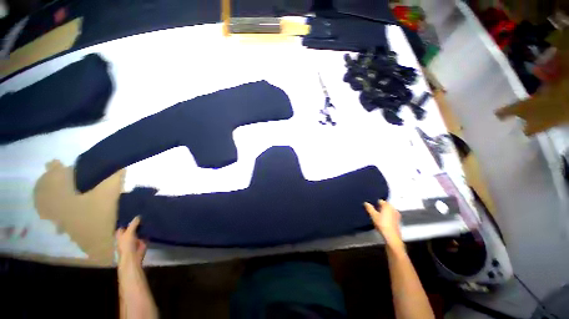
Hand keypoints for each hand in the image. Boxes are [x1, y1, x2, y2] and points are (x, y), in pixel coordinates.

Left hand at [116, 216, 146, 264]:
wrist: (133, 256)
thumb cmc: (126, 245)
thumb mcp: (129, 233)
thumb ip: (133, 224)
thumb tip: (138, 216)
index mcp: (120, 235)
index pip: (123, 226)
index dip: (127, 221)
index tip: (133, 215)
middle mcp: (127, 236)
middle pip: (131, 228)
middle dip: (136, 223)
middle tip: (143, 215)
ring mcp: (134, 239)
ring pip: (138, 231)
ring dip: (142, 227)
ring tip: (148, 218)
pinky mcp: (141, 242)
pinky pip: (145, 235)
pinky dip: (147, 231)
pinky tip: (151, 225)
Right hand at [364, 200, 403, 248]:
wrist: (392, 237)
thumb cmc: (382, 224)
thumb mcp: (373, 215)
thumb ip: (369, 208)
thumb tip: (366, 203)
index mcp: (387, 205)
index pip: (380, 201)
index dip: (375, 203)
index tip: (371, 206)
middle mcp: (393, 208)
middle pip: (385, 205)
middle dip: (379, 207)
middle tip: (373, 211)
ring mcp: (396, 214)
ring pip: (388, 211)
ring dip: (383, 212)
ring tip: (377, 216)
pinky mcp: (398, 221)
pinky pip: (391, 215)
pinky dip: (387, 216)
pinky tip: (382, 221)